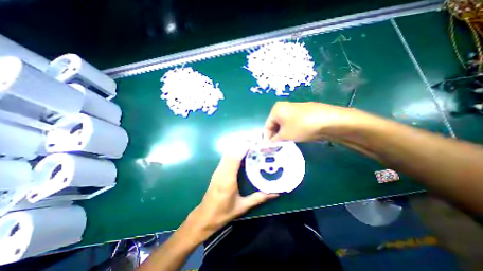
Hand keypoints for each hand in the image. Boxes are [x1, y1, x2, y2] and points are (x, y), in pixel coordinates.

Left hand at [184, 143, 277, 242]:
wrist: (205, 215)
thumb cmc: (223, 212)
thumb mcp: (243, 206)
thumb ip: (259, 198)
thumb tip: (275, 193)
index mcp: (228, 179)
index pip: (235, 157)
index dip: (244, 147)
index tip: (256, 142)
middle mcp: (222, 170)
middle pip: (231, 150)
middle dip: (242, 142)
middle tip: (256, 139)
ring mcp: (218, 169)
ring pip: (227, 151)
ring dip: (238, 144)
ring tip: (251, 142)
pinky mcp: (218, 170)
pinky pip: (226, 155)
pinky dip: (234, 149)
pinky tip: (242, 150)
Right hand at [265, 101, 364, 140]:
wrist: (329, 121)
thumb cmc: (301, 126)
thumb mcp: (285, 135)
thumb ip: (274, 141)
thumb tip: (267, 145)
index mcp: (276, 109)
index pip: (267, 126)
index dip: (267, 138)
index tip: (268, 149)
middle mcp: (284, 107)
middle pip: (275, 125)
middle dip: (275, 137)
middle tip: (277, 148)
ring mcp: (294, 110)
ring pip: (284, 125)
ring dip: (283, 135)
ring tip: (285, 145)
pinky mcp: (302, 113)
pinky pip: (292, 124)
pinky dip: (290, 131)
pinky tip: (294, 139)